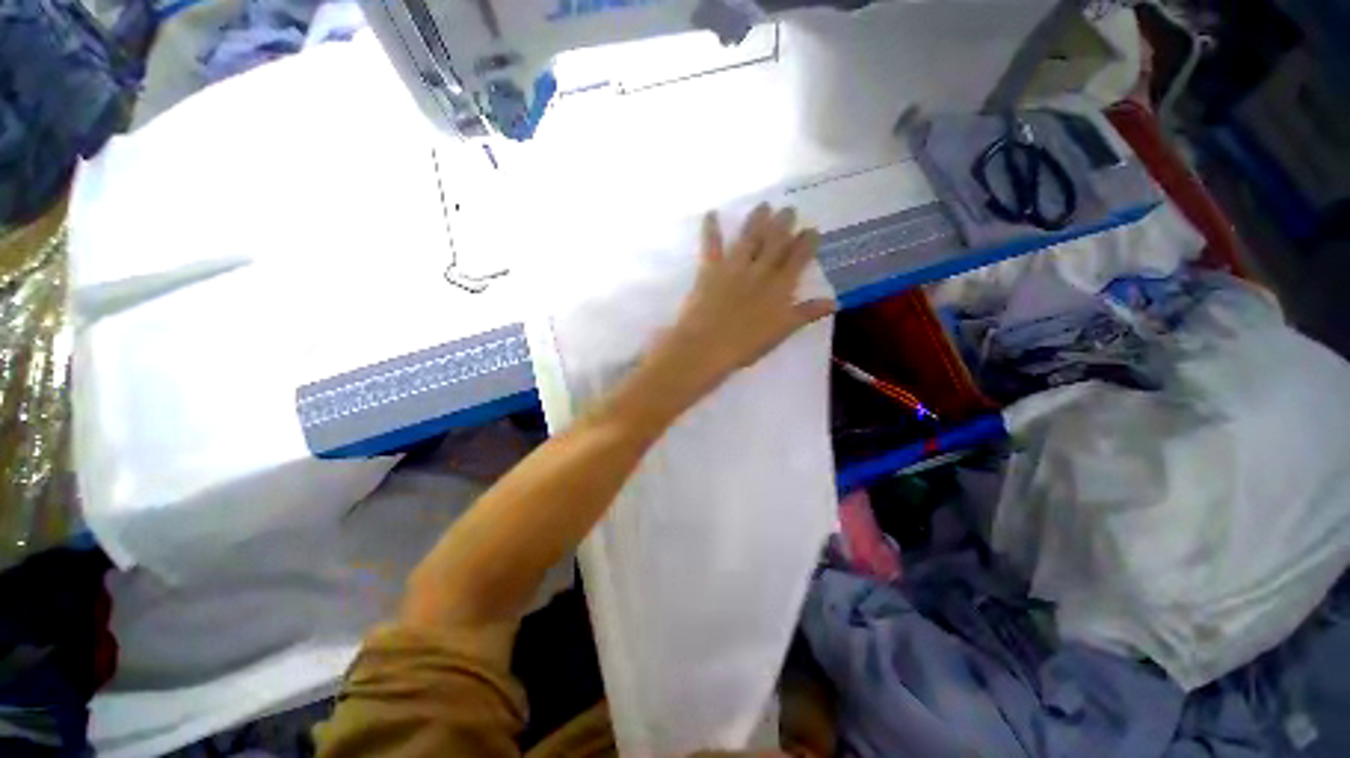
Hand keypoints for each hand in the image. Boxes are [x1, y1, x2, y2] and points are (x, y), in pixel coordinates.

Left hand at [650, 203, 835, 401]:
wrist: (707, 346)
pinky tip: (711, 213)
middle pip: (775, 242)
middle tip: (789, 209)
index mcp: (779, 287)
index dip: (806, 242)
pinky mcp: (710, 269)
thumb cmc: (745, 345)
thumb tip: (834, 301)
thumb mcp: (781, 332)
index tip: (812, 230)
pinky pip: (711, 245)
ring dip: (757, 220)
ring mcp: (734, 267)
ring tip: (764, 205)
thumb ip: (805, 314)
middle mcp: (759, 270)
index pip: (798, 258)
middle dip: (784, 224)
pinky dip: (710, 228)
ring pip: (749, 237)